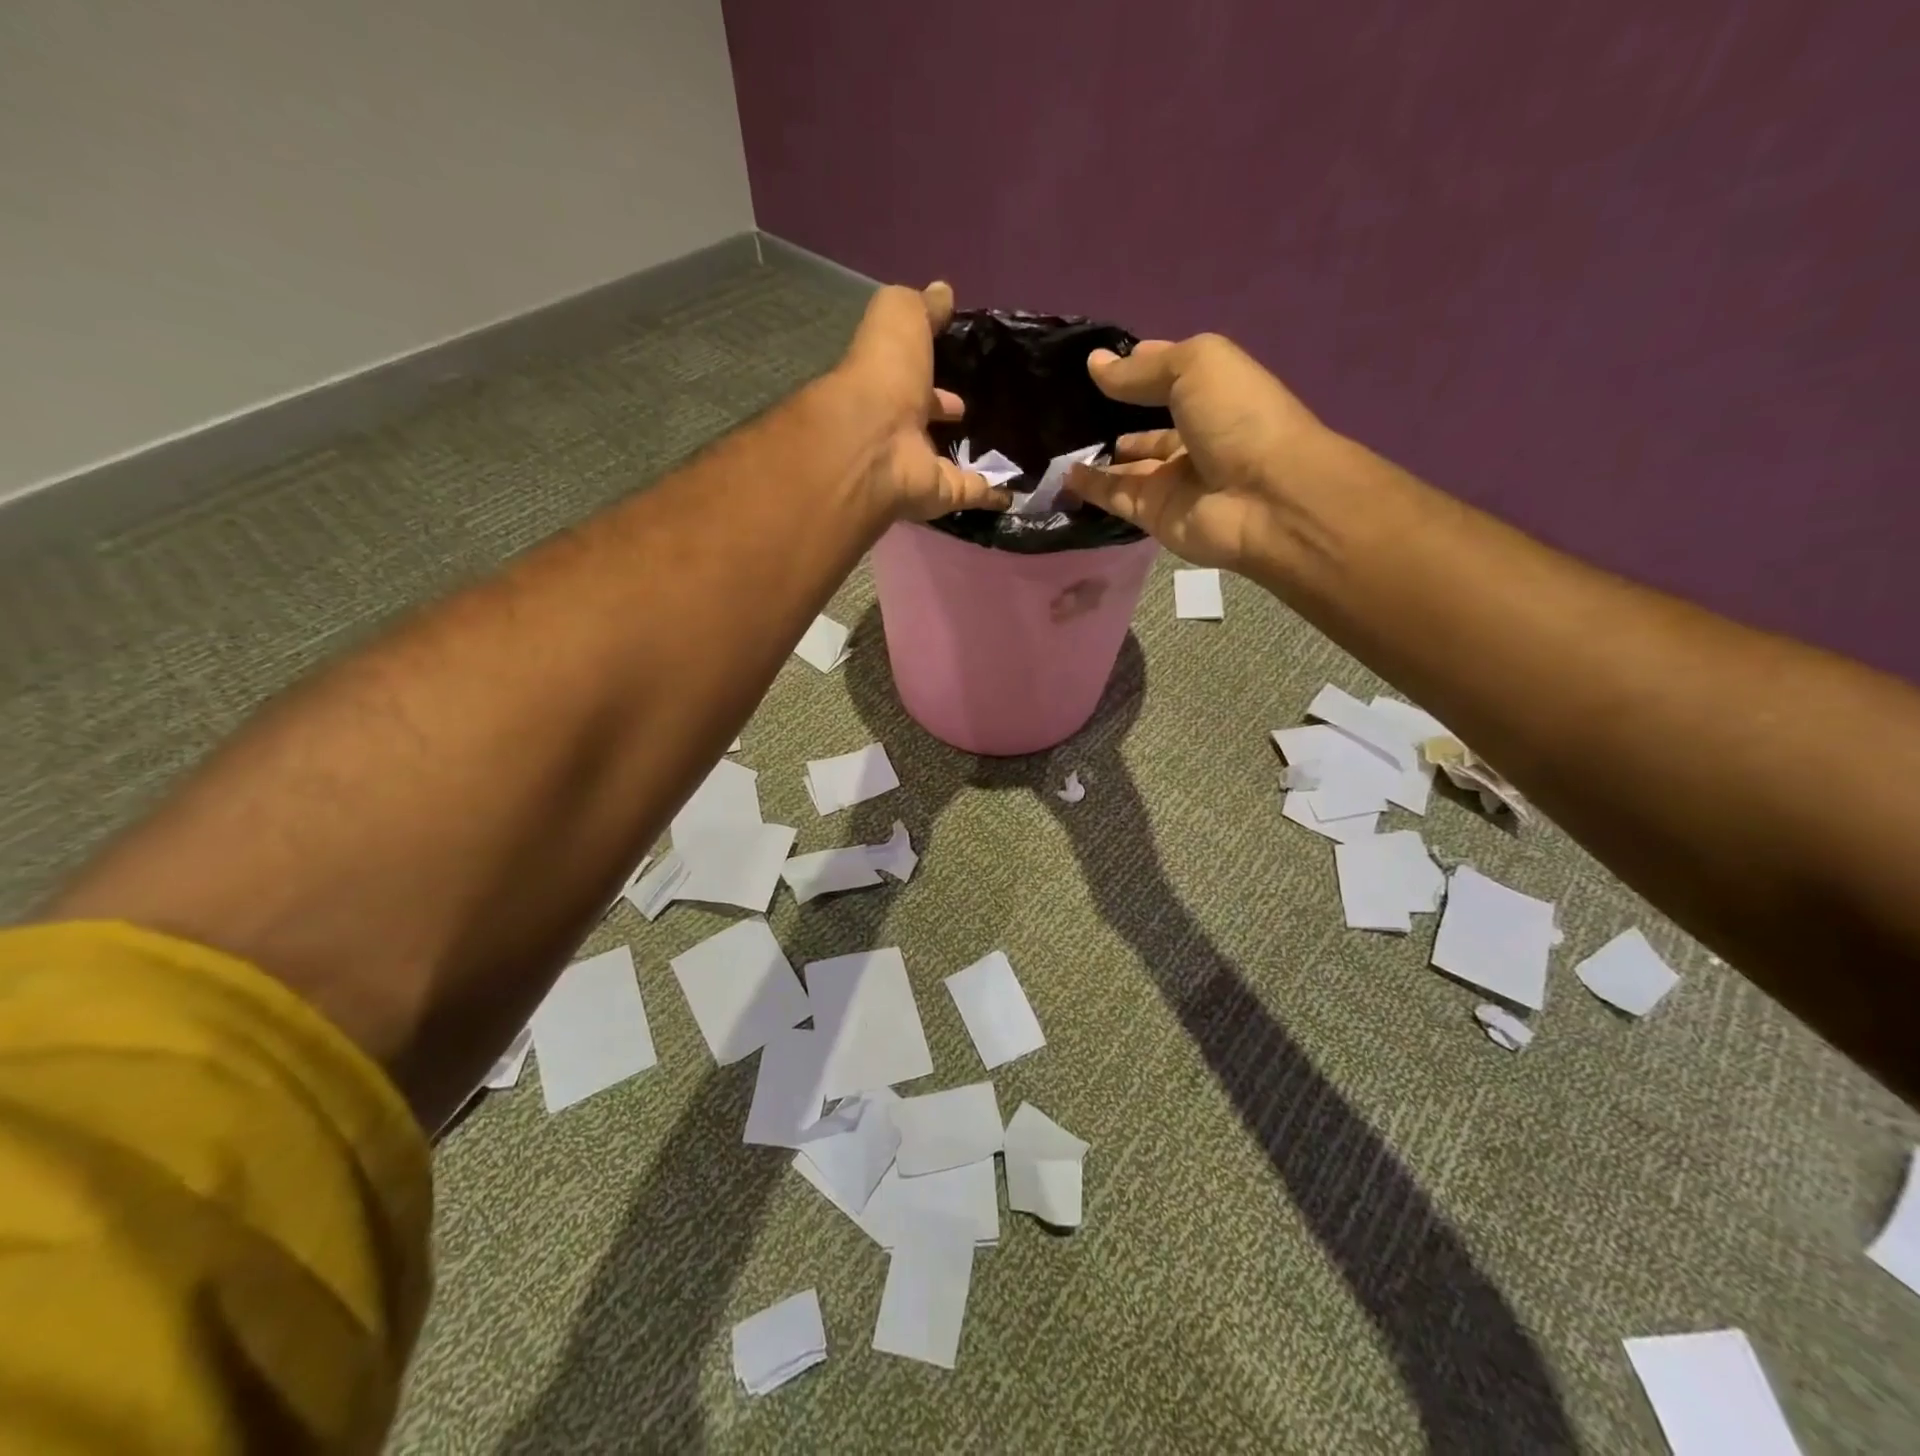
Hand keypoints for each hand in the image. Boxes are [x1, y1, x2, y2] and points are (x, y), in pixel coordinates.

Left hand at [837, 282, 1010, 520]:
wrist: (878, 442)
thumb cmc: (885, 373)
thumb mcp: (900, 317)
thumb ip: (922, 308)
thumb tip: (943, 292)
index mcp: (885, 383)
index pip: (909, 374)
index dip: (929, 367)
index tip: (958, 364)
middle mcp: (898, 427)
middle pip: (924, 420)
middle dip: (944, 411)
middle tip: (975, 408)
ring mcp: (918, 466)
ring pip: (947, 460)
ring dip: (969, 455)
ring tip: (1005, 444)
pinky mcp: (942, 495)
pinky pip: (972, 494)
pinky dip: (994, 494)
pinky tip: (1017, 490)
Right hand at [1068, 334, 1330, 570]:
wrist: (1264, 497)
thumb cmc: (1237, 417)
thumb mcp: (1194, 367)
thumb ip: (1141, 370)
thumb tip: (1094, 364)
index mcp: (1212, 394)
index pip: (1167, 377)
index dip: (1136, 367)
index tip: (1094, 363)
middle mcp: (1193, 436)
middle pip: (1145, 425)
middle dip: (1112, 416)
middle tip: (1066, 407)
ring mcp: (1173, 479)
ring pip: (1127, 466)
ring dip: (1096, 455)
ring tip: (1055, 440)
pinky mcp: (1154, 514)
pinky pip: (1115, 497)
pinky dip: (1090, 487)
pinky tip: (1063, 474)